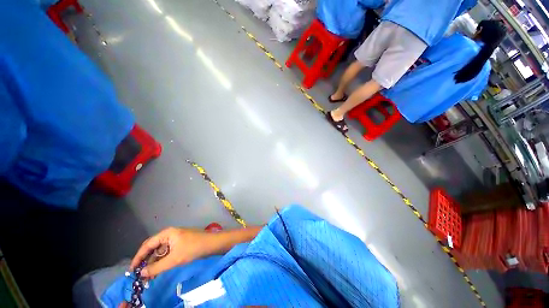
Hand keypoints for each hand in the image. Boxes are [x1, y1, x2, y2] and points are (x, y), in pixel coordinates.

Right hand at [130, 227, 212, 277]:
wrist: (211, 244)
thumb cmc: (193, 248)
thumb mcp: (174, 259)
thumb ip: (157, 267)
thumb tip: (142, 273)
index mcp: (167, 233)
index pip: (147, 245)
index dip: (138, 257)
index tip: (131, 270)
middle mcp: (169, 234)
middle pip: (152, 248)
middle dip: (145, 261)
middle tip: (139, 275)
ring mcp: (175, 239)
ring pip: (159, 252)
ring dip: (153, 263)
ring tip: (148, 277)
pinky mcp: (179, 244)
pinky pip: (167, 253)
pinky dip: (161, 262)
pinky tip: (158, 271)